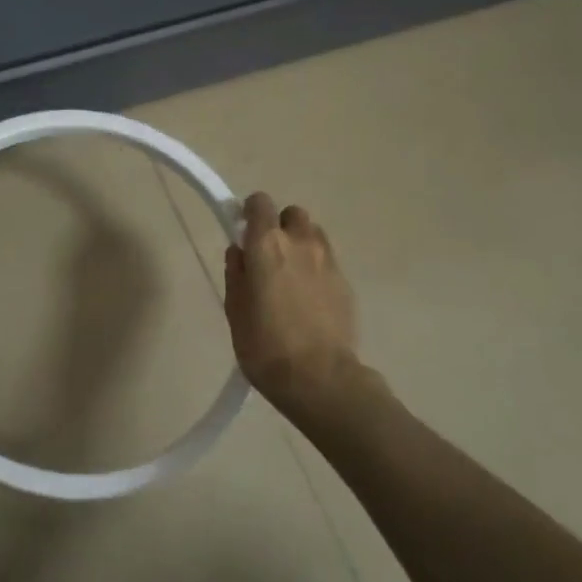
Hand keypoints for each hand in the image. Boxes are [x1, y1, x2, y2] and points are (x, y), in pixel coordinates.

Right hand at [225, 194, 359, 406]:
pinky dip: (315, 268)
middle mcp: (300, 243)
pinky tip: (307, 298)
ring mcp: (328, 261)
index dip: (250, 212)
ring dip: (300, 244)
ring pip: (313, 235)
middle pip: (292, 214)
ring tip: (289, 275)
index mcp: (266, 244)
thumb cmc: (264, 344)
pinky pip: (327, 261)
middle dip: (279, 226)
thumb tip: (240, 252)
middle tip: (267, 254)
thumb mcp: (235, 309)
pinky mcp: (346, 283)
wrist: (319, 377)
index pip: (260, 203)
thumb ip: (236, 273)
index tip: (243, 230)